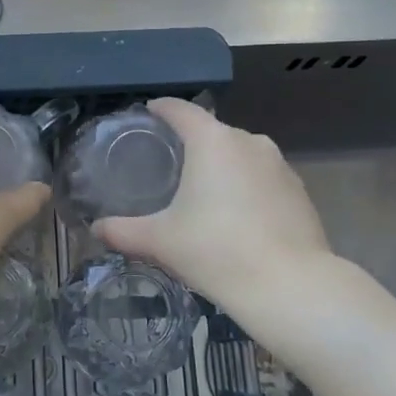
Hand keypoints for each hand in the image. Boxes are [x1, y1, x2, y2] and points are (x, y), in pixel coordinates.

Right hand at [94, 99, 332, 313]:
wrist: (290, 287)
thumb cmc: (217, 251)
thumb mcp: (160, 241)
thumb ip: (123, 231)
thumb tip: (96, 229)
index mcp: (213, 141)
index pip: (181, 110)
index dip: (161, 109)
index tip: (148, 114)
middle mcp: (249, 141)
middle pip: (212, 132)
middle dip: (191, 143)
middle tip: (168, 164)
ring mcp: (280, 165)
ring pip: (241, 155)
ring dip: (221, 166)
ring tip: (202, 192)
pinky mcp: (299, 191)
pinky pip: (263, 178)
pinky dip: (246, 187)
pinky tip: (237, 216)